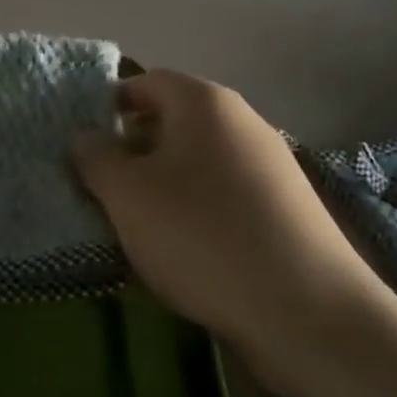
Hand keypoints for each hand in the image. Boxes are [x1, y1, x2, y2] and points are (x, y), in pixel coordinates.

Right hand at [75, 71, 396, 396]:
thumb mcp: (127, 195)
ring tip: (138, 226)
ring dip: (162, 185)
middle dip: (133, 151)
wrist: (310, 314)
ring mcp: (270, 165)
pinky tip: (185, 251)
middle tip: (104, 189)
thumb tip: (87, 140)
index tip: (85, 145)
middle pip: (171, 122)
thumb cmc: (203, 235)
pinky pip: (224, 194)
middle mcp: (241, 121)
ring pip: (196, 162)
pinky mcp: (286, 209)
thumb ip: (95, 158)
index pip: (144, 82)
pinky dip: (196, 210)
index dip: (109, 107)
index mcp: (203, 102)